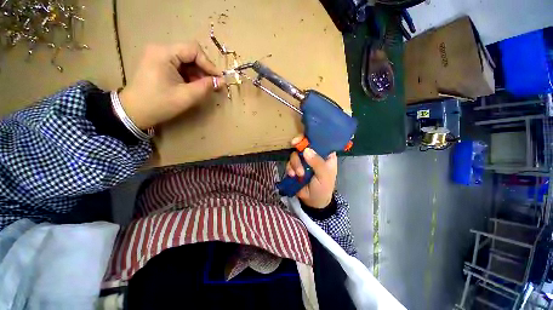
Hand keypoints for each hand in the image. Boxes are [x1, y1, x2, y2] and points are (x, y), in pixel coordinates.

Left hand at [118, 43, 225, 128]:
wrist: (135, 112)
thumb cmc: (159, 104)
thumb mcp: (186, 97)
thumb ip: (205, 87)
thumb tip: (222, 81)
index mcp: (164, 53)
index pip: (193, 50)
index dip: (209, 64)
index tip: (219, 79)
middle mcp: (160, 49)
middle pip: (190, 53)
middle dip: (204, 69)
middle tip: (213, 84)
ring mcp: (159, 56)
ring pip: (186, 60)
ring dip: (198, 73)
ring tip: (204, 87)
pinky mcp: (159, 63)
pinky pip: (180, 65)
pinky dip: (190, 75)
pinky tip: (193, 85)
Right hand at [285, 136, 336, 208]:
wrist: (313, 201)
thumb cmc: (324, 187)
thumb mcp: (324, 176)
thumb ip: (317, 163)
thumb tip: (306, 150)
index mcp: (325, 155)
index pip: (319, 141)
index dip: (311, 137)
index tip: (303, 137)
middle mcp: (313, 155)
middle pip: (304, 144)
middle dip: (298, 146)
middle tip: (294, 144)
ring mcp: (303, 161)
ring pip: (295, 154)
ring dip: (295, 163)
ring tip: (299, 174)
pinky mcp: (295, 167)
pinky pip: (289, 163)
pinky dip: (289, 169)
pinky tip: (292, 175)